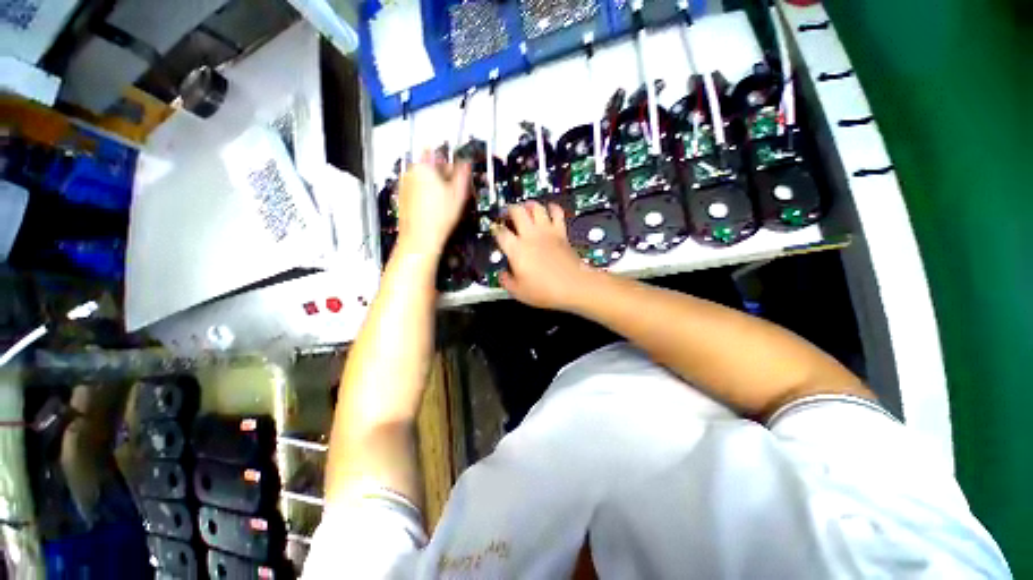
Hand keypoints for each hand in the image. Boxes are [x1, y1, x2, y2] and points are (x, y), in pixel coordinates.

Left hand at [396, 152, 471, 255]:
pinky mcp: (402, 197)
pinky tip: (433, 209)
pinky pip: (416, 190)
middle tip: (452, 190)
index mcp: (424, 166)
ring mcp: (404, 184)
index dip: (449, 163)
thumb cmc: (439, 217)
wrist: (420, 238)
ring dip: (433, 185)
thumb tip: (466, 163)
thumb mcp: (458, 194)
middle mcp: (410, 172)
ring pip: (423, 178)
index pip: (437, 153)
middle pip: (429, 165)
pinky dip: (425, 195)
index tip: (456, 174)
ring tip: (443, 202)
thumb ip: (463, 174)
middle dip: (441, 175)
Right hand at [492, 201, 595, 310]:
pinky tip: (549, 209)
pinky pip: (557, 213)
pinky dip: (552, 208)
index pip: (500, 232)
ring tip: (525, 208)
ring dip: (528, 205)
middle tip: (507, 214)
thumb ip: (506, 281)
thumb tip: (502, 275)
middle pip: (517, 211)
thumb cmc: (545, 290)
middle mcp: (530, 236)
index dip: (495, 228)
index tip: (494, 229)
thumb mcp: (519, 292)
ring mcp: (547, 232)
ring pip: (535, 207)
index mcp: (516, 249)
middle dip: (509, 209)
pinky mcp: (561, 233)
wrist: (573, 286)